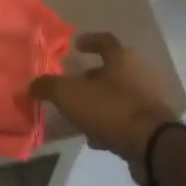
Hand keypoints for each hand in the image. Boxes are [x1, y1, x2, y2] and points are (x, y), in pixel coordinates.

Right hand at [29, 33, 181, 166]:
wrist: (150, 144)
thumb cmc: (109, 108)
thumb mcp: (69, 94)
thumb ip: (48, 86)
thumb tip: (32, 85)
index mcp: (121, 58)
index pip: (105, 40)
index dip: (89, 40)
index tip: (76, 45)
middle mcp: (138, 73)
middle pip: (111, 70)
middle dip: (90, 78)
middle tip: (71, 87)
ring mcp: (147, 99)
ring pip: (117, 96)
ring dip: (98, 103)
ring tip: (79, 116)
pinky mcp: (152, 123)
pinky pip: (125, 119)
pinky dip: (109, 124)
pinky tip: (96, 138)